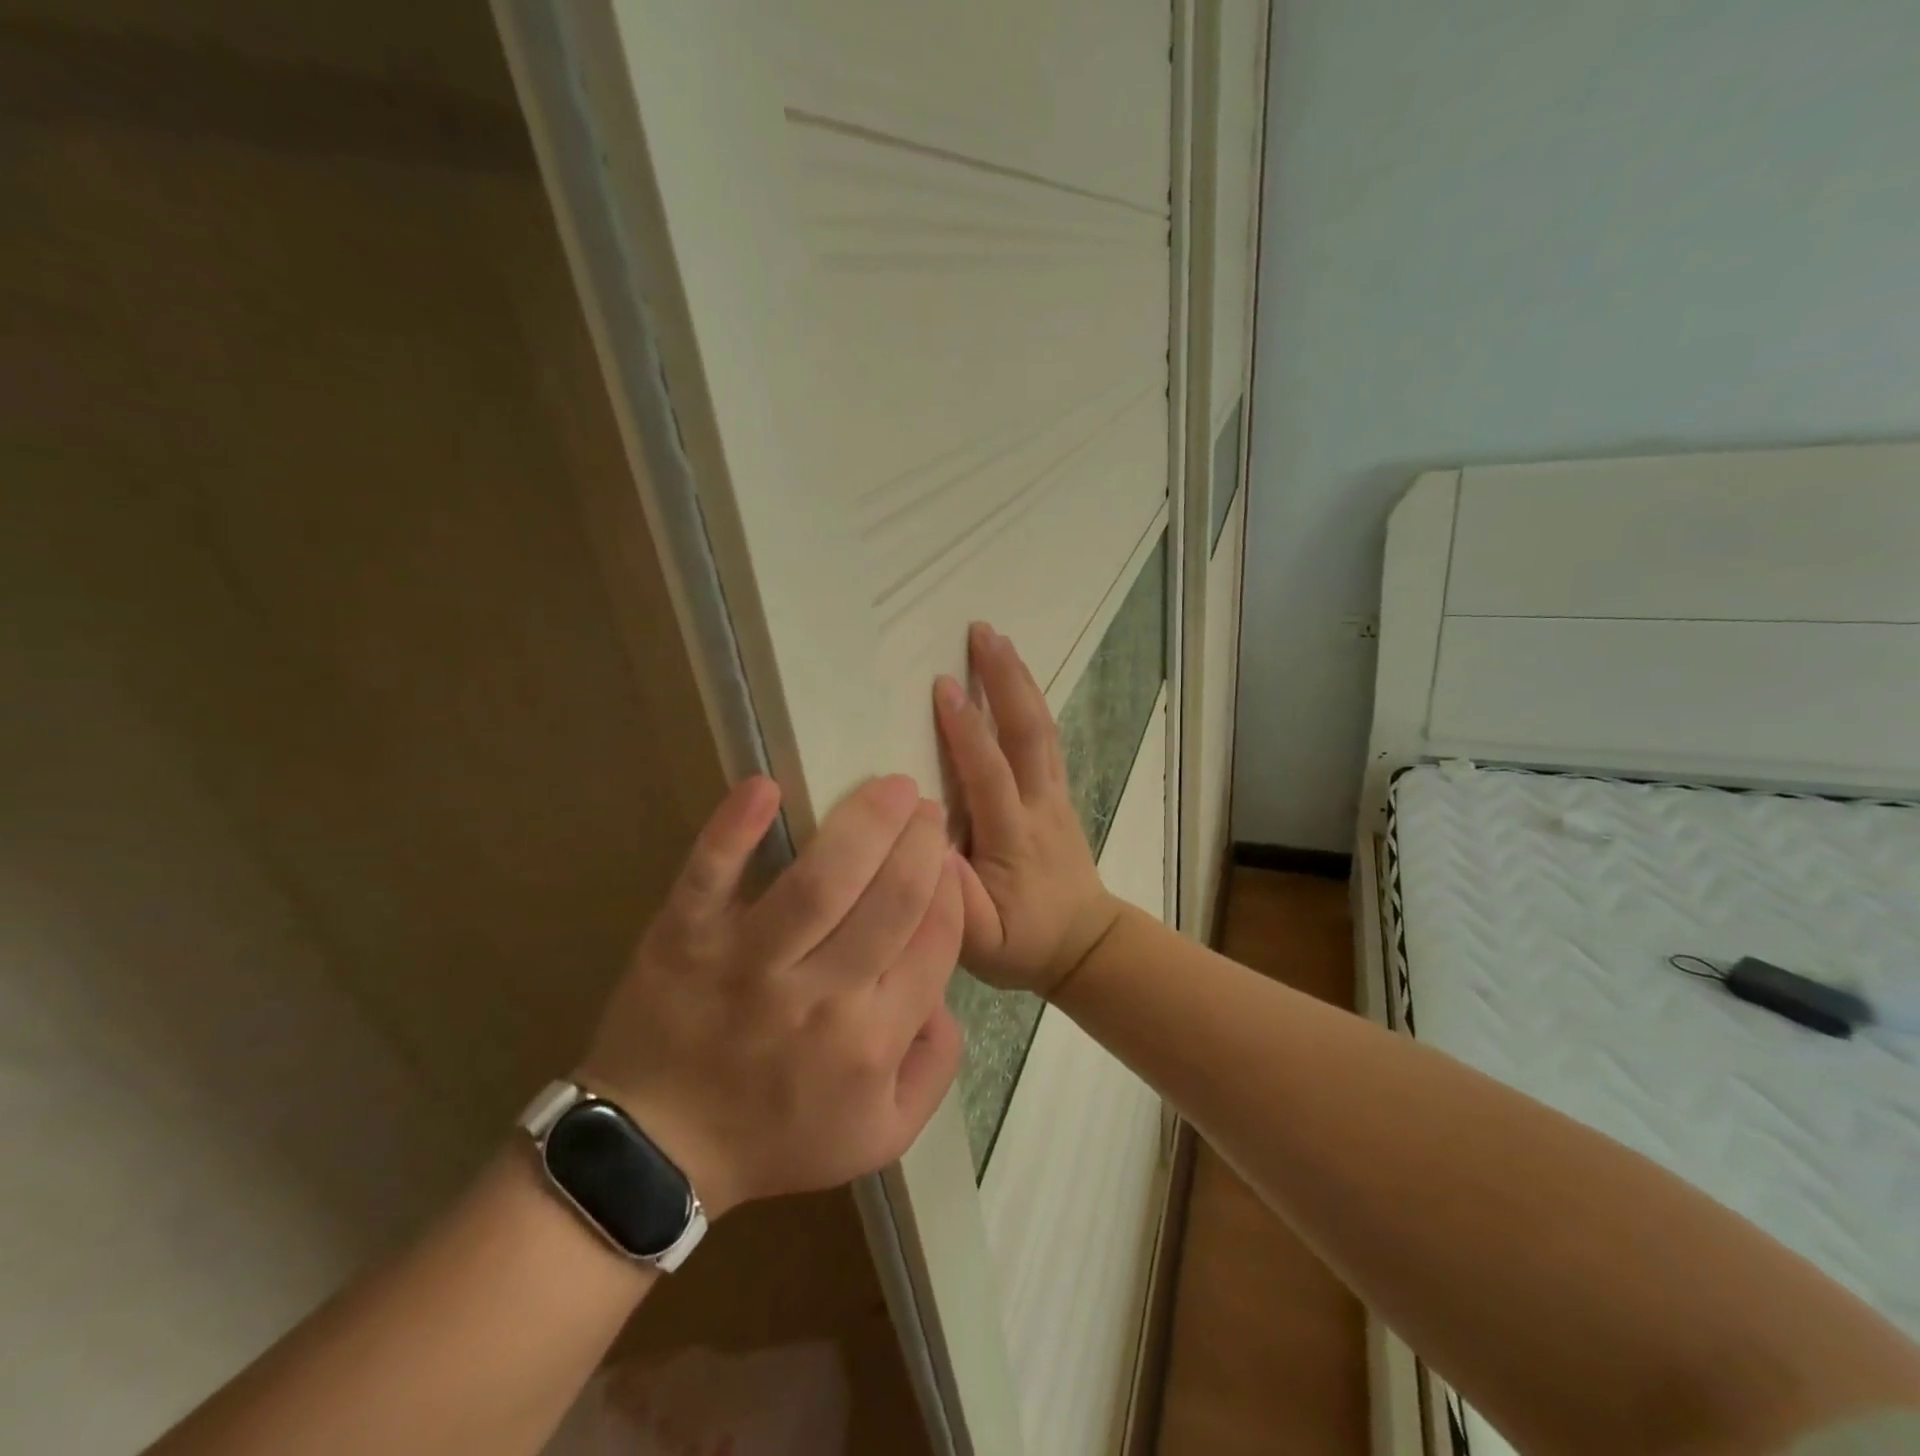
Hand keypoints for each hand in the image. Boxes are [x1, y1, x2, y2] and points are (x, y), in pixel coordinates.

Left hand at [579, 775, 963, 1216]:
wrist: (660, 1150)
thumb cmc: (777, 1136)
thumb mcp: (884, 1133)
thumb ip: (936, 1065)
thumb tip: (946, 992)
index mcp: (873, 1041)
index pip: (934, 941)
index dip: (948, 887)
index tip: (945, 856)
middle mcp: (820, 998)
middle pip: (891, 899)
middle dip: (920, 842)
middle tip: (925, 806)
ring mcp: (748, 963)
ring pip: (821, 880)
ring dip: (865, 822)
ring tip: (890, 787)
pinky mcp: (685, 939)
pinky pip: (710, 877)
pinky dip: (735, 830)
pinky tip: (764, 787)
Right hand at [933, 622, 1123, 996]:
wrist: (1085, 945)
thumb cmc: (1024, 943)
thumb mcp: (980, 943)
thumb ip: (954, 903)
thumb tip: (928, 849)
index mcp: (1013, 838)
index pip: (989, 774)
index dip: (966, 730)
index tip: (942, 685)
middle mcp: (1039, 806)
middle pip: (1026, 733)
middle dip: (1005, 680)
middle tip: (981, 631)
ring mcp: (1055, 796)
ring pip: (1040, 729)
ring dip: (1020, 681)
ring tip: (997, 638)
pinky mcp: (1059, 795)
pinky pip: (1045, 739)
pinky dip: (1030, 701)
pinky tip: (1016, 678)